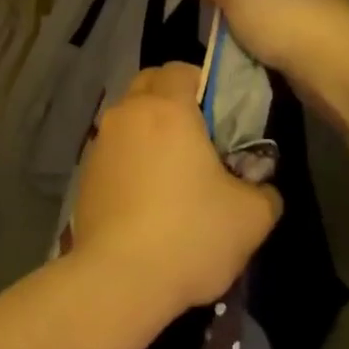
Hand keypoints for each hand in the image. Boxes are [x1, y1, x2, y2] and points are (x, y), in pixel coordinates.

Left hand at [70, 64, 281, 309]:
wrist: (119, 279)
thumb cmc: (190, 235)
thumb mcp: (252, 216)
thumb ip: (264, 189)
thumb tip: (258, 185)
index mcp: (166, 110)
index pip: (181, 69)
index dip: (204, 83)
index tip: (222, 114)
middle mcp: (127, 116)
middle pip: (148, 86)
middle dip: (173, 100)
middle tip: (201, 137)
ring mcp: (99, 145)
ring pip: (128, 119)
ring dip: (149, 131)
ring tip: (173, 171)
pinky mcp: (85, 175)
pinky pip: (114, 151)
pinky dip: (131, 159)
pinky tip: (147, 196)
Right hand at [190, 0, 348, 119]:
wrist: (336, 68)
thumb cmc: (285, 16)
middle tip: (210, 10)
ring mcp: (317, 4)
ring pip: (263, 7)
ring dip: (243, 22)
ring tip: (224, 37)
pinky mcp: (318, 36)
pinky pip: (277, 33)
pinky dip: (261, 43)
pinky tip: (247, 54)